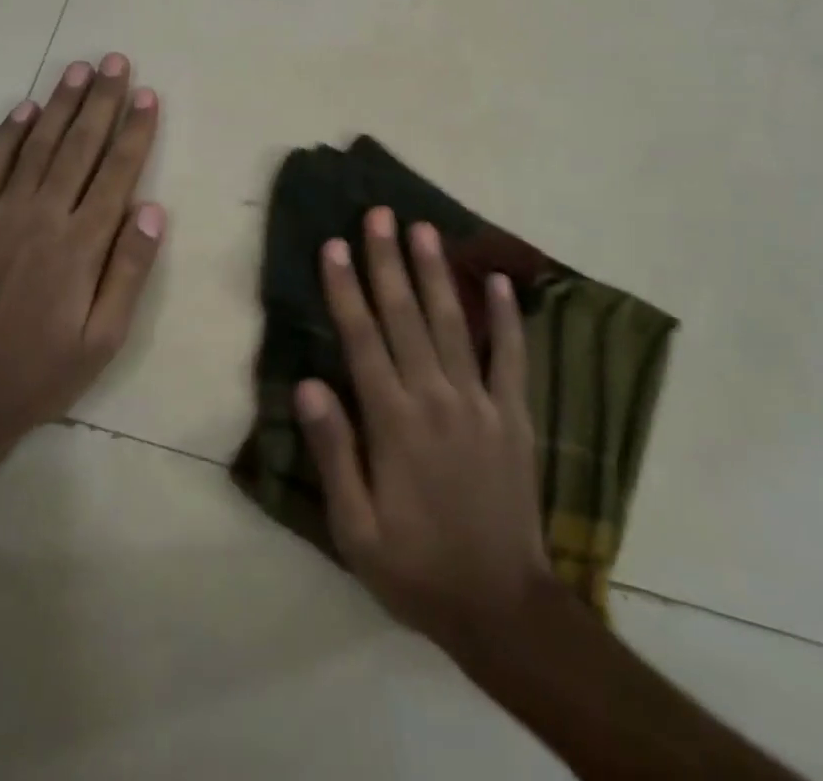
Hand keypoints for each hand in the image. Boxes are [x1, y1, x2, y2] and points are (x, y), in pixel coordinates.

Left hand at [0, 54, 164, 457]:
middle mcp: (42, 218)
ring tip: (78, 70)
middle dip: (101, 101)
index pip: (117, 173)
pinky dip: (7, 136)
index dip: (135, 132)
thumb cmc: (44, 371)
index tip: (148, 96)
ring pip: (37, 147)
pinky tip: (25, 110)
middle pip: (79, 147)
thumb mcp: (105, 337)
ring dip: (60, 105)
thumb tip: (152, 210)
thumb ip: (129, 270)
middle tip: (116, 62)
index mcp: (81, 245)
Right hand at [295, 208, 551, 652]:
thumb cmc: (417, 568)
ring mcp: (481, 402)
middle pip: (405, 316)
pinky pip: (512, 356)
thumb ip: (334, 453)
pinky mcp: (515, 415)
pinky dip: (508, 317)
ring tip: (424, 229)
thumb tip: (307, 385)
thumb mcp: (356, 528)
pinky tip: (502, 281)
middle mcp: (436, 397)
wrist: (502, 608)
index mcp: (393, 422)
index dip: (345, 288)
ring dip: (436, 273)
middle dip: (388, 261)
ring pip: (452, 323)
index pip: (362, 339)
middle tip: (379, 214)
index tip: (334, 245)